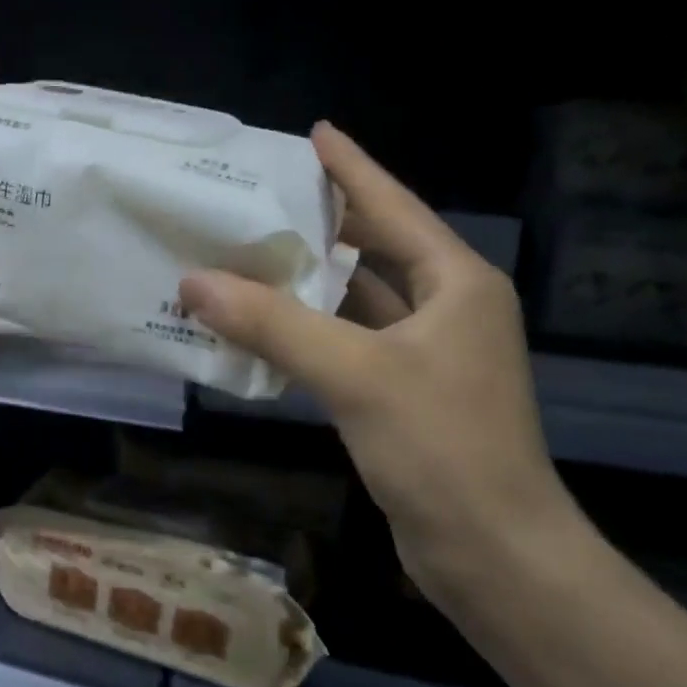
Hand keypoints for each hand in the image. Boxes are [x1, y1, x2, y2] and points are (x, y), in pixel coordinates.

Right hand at [178, 123, 568, 596]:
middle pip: (371, 249)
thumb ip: (273, 324)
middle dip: (317, 224)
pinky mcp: (401, 394)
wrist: (492, 554)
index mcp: (454, 283)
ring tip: (243, 254)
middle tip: (256, 198)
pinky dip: (303, 332)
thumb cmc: (441, 448)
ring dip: (302, 283)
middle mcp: (444, 309)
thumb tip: (193, 282)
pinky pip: (343, 344)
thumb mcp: (355, 374)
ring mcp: (424, 355)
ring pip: (352, 301)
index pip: (393, 207)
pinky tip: (259, 325)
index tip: (312, 133)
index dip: (351, 168)